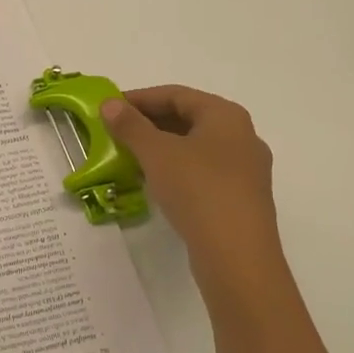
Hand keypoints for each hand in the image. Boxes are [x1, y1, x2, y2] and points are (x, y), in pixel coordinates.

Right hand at [101, 85, 281, 302]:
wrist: (237, 258)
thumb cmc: (198, 190)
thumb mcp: (156, 153)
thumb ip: (130, 125)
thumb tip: (109, 104)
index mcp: (226, 116)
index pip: (176, 94)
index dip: (139, 98)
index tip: (109, 108)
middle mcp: (242, 137)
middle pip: (187, 119)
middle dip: (148, 123)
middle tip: (114, 131)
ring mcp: (245, 170)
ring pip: (194, 147)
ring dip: (160, 148)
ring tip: (127, 156)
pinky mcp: (240, 199)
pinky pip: (202, 172)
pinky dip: (175, 170)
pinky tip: (152, 182)